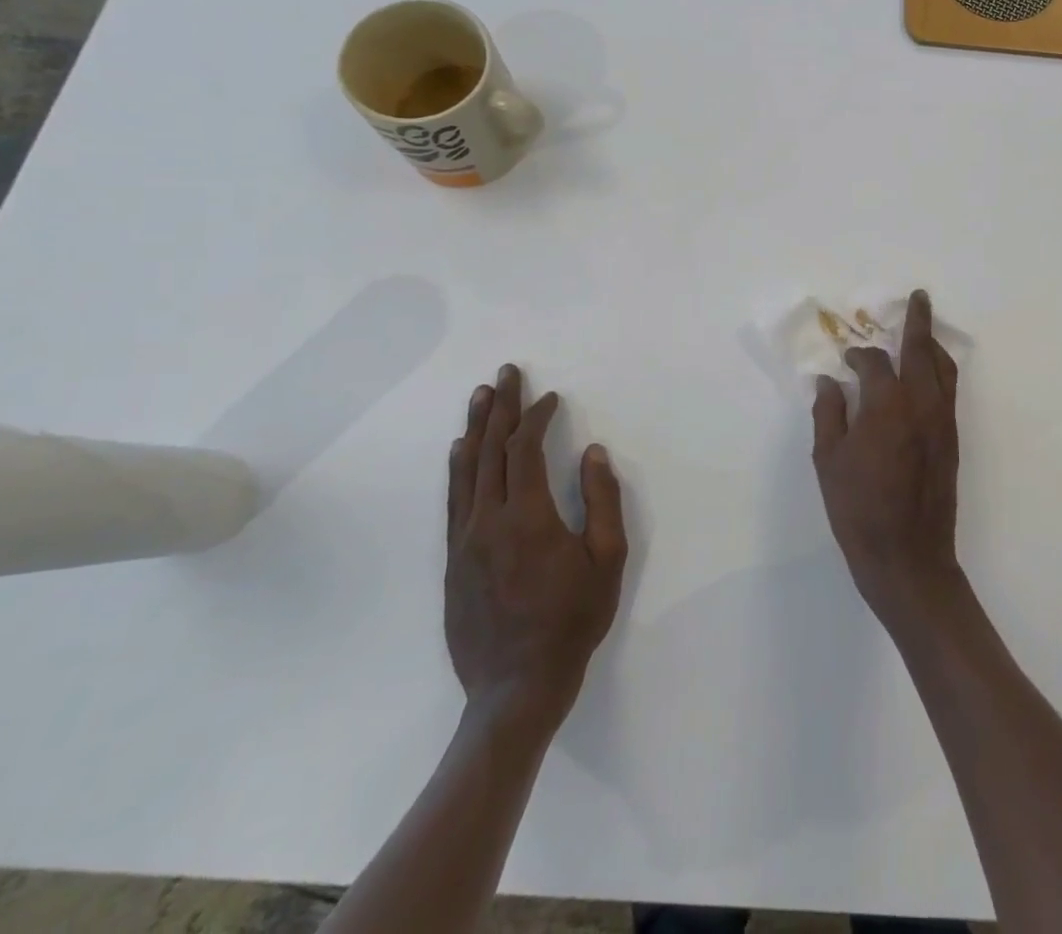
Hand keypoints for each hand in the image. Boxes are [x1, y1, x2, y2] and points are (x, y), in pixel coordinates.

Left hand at [445, 364, 627, 729]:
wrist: (516, 688)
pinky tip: (459, 451)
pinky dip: (457, 469)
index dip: (537, 417)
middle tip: (506, 373)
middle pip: (490, 451)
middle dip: (501, 408)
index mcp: (528, 517)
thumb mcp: (607, 560)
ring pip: (466, 471)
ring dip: (475, 429)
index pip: (526, 450)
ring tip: (481, 397)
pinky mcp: (453, 561)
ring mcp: (465, 541)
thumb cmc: (572, 621)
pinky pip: (454, 501)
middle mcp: (489, 520)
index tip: (551, 398)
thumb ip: (602, 501)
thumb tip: (594, 453)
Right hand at [812, 289, 961, 623]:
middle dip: (918, 321)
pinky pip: (949, 390)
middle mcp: (921, 404)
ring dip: (933, 344)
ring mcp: (942, 421)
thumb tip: (829, 382)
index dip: (858, 357)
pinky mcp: (952, 439)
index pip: (874, 363)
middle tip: (919, 297)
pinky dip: (941, 370)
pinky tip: (929, 373)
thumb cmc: (859, 510)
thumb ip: (829, 414)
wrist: (908, 558)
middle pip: (922, 350)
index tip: (846, 362)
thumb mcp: (828, 462)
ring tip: (925, 328)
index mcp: (887, 406)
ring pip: (944, 368)